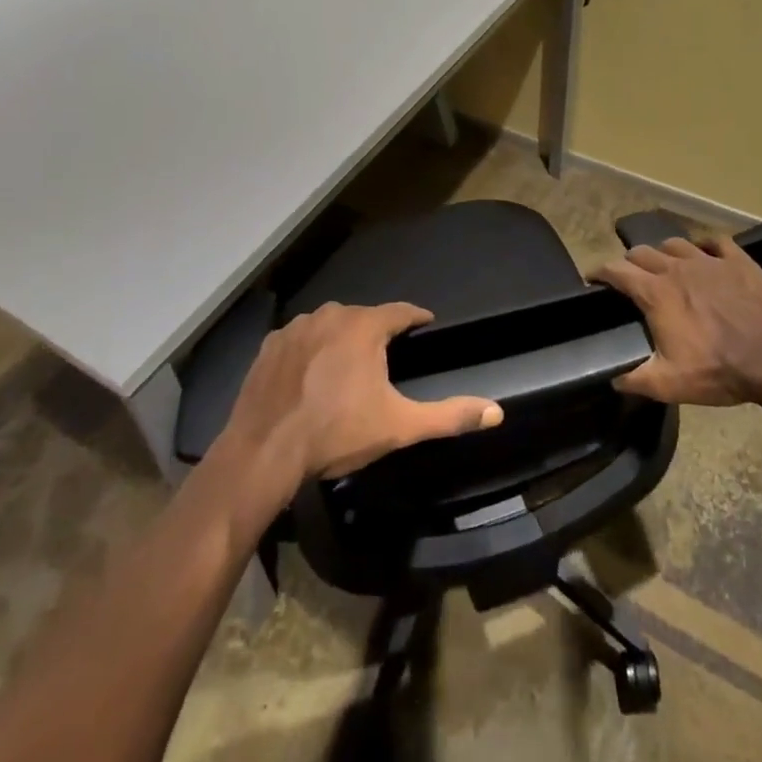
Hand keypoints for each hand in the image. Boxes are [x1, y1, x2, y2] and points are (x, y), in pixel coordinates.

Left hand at [219, 301, 504, 486]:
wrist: (265, 449)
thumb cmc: (337, 432)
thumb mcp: (399, 426)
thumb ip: (449, 416)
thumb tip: (496, 412)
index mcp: (364, 326)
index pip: (400, 311)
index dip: (415, 318)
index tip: (425, 324)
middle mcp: (330, 315)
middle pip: (363, 316)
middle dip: (376, 331)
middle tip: (385, 355)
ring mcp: (295, 327)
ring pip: (328, 324)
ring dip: (340, 338)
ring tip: (346, 366)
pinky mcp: (269, 345)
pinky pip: (299, 339)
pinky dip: (308, 350)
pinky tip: (309, 374)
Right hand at [595, 237, 761, 410]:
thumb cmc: (722, 370)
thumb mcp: (671, 384)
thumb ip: (636, 379)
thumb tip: (613, 379)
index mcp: (656, 292)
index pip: (616, 270)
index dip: (599, 272)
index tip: (592, 278)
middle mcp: (677, 267)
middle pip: (641, 252)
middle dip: (629, 262)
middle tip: (628, 278)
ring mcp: (710, 260)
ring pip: (674, 243)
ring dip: (662, 253)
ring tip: (664, 266)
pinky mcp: (738, 261)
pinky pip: (715, 242)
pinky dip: (704, 246)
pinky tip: (705, 255)